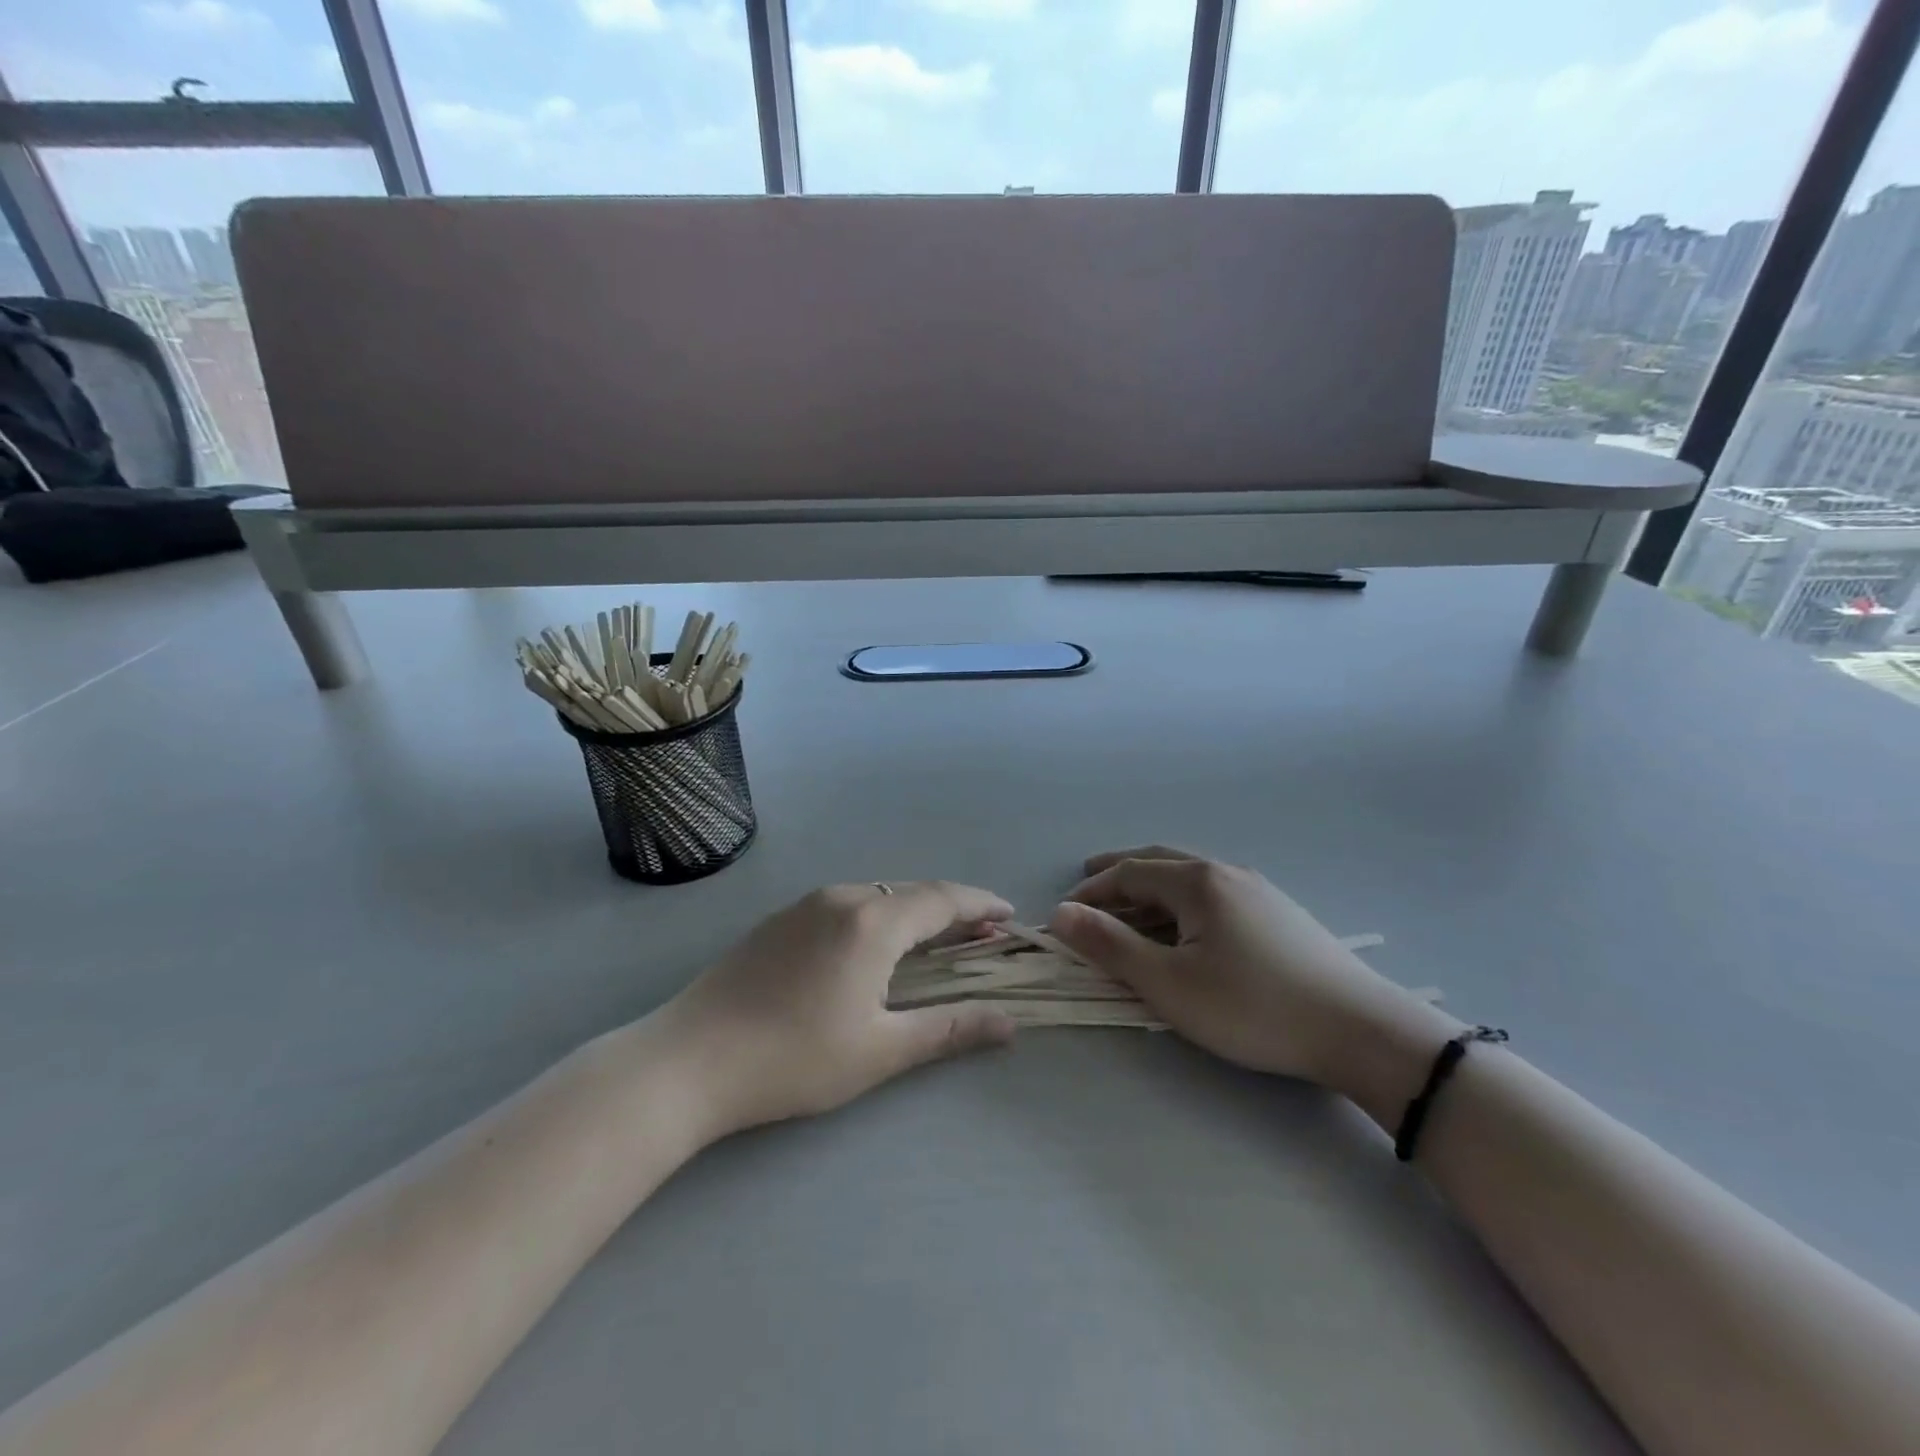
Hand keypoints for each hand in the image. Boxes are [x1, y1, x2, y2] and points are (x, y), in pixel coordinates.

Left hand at [663, 881, 1017, 1135]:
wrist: (689, 1059)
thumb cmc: (794, 1059)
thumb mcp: (881, 1050)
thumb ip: (949, 1030)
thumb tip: (1009, 1023)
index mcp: (873, 921)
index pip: (943, 899)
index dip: (981, 905)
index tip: (1010, 916)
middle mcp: (843, 897)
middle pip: (912, 892)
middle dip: (952, 910)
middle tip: (982, 935)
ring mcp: (806, 904)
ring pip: (878, 895)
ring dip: (914, 912)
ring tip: (936, 942)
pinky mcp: (781, 919)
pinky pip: (847, 904)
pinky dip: (879, 916)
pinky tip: (876, 946)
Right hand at [1048, 847, 1459, 1106]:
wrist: (1359, 1030)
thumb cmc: (1252, 1006)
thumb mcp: (1169, 983)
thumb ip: (1110, 946)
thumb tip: (1061, 914)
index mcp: (1197, 881)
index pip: (1129, 873)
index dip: (1092, 891)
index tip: (1065, 914)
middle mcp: (1226, 873)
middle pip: (1159, 862)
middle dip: (1120, 873)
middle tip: (1089, 880)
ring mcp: (1259, 891)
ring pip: (1190, 879)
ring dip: (1152, 890)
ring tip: (1131, 910)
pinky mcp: (1280, 914)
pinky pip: (1215, 896)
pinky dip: (1182, 903)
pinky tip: (1188, 928)